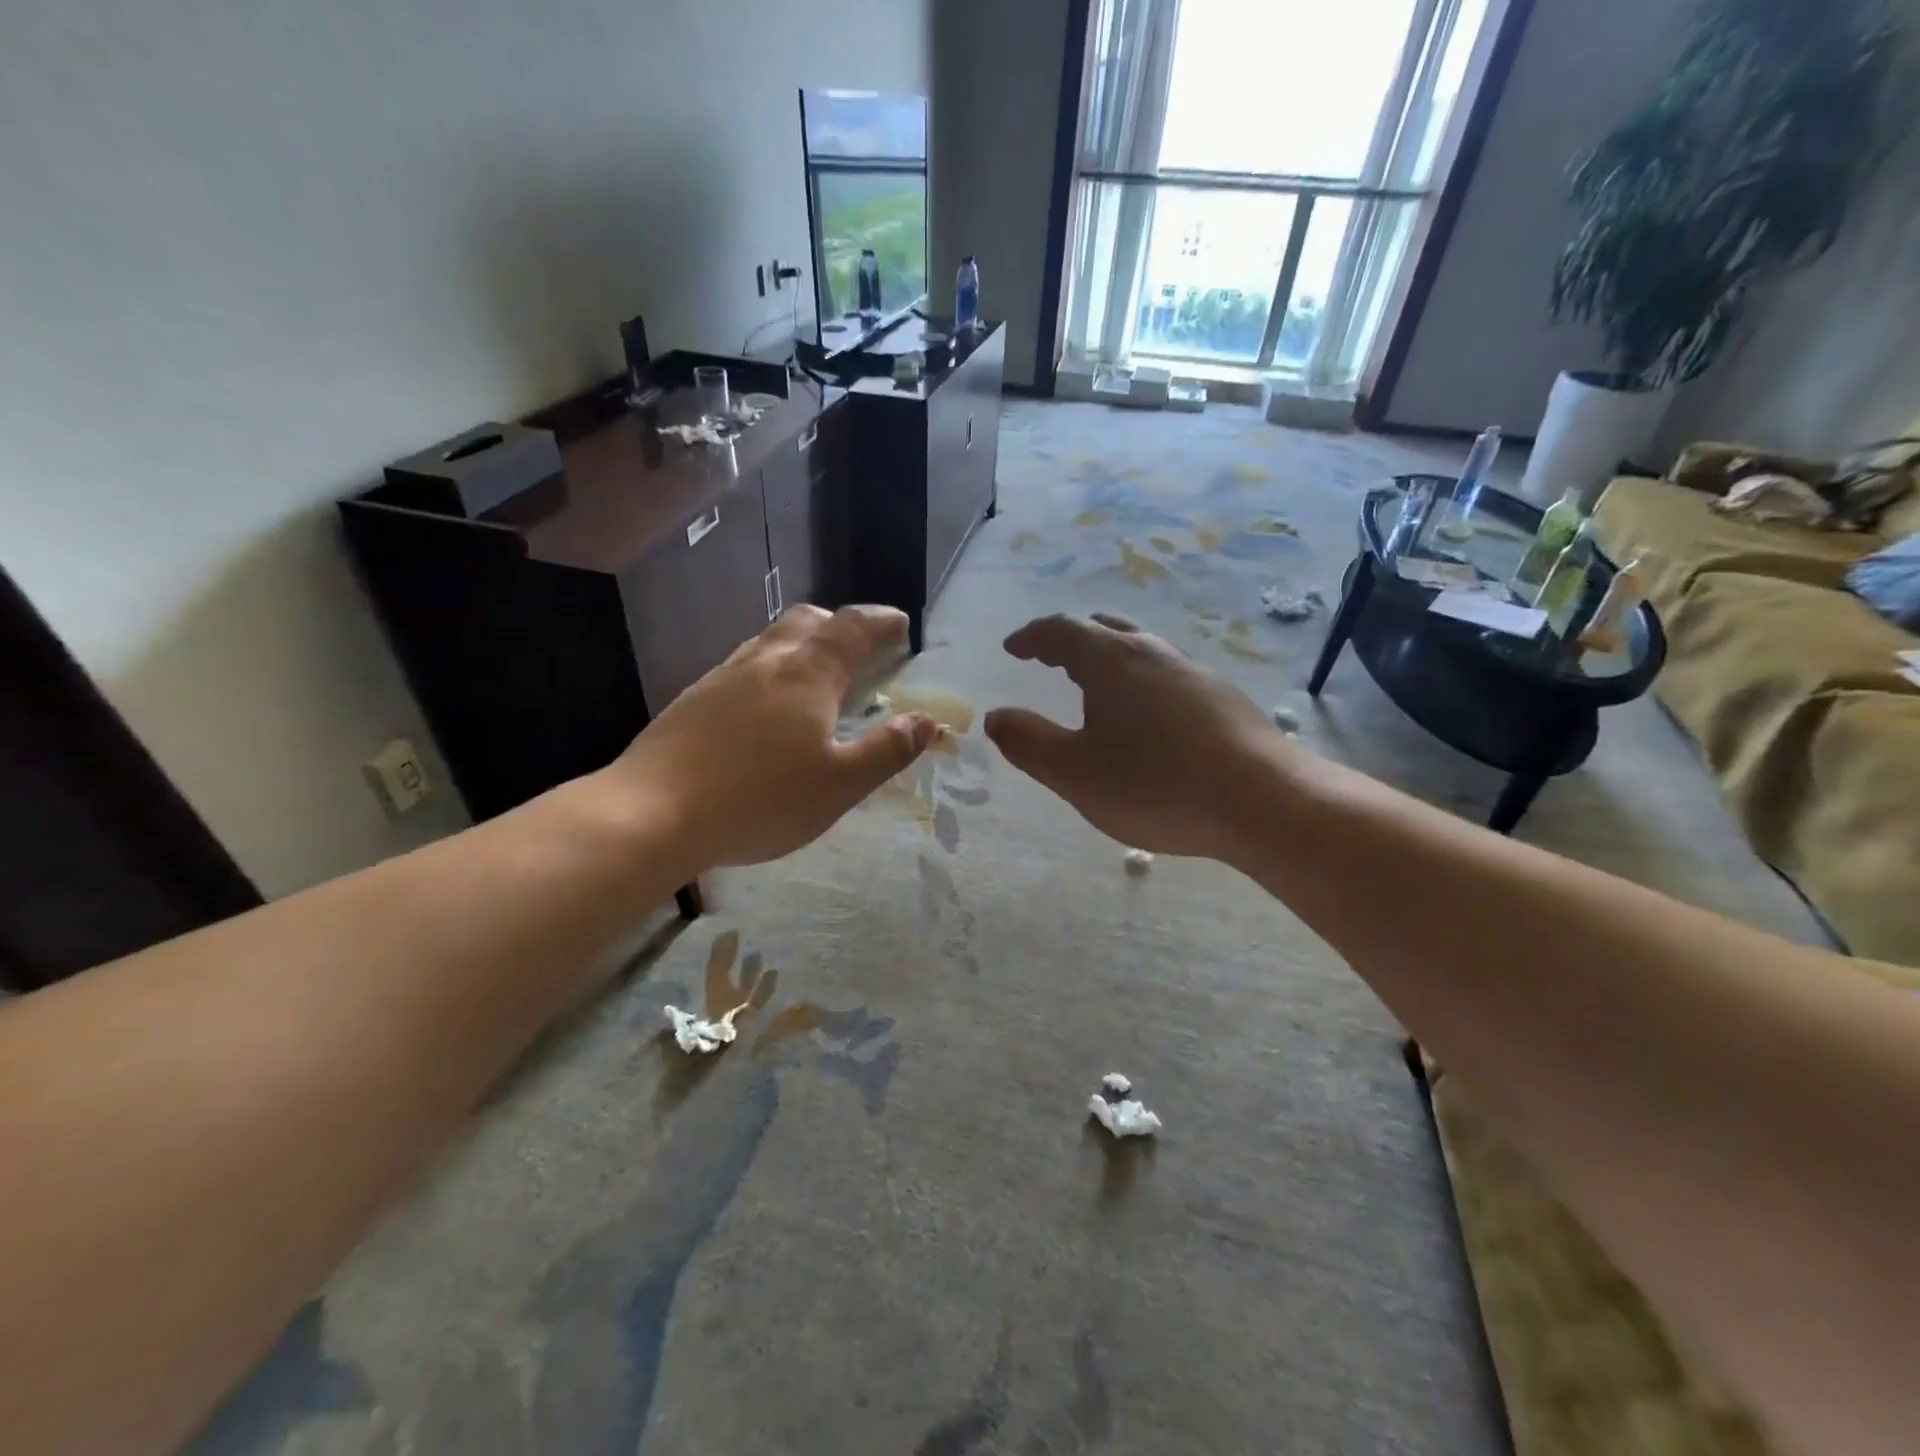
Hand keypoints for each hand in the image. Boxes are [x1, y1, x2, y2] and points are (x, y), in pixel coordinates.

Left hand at [617, 605, 935, 868]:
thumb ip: (887, 750)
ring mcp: (723, 676)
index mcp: (807, 673)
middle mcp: (765, 660)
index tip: (901, 626)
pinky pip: (744, 666)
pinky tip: (766, 708)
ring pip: (770, 640)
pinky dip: (771, 670)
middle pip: (807, 621)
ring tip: (816, 676)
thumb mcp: (840, 784)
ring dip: (802, 645)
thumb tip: (926, 721)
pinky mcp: (693, 699)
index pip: (852, 628)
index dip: (881, 622)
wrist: (654, 812)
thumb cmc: (761, 799)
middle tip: (859, 648)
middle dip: (839, 625)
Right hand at [984, 612, 1282, 858]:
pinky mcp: (1222, 698)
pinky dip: (1140, 681)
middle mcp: (1153, 653)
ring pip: (1141, 650)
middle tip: (1050, 660)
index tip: (1013, 648)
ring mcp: (1194, 673)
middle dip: (1070, 641)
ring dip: (1109, 659)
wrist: (1262, 801)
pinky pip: (1167, 675)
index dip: (1032, 637)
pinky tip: (1147, 718)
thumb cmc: (1155, 785)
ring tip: (1094, 687)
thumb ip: (1029, 742)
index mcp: (1111, 661)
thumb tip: (996, 717)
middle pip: (1104, 629)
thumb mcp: (1074, 772)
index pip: (1061, 630)